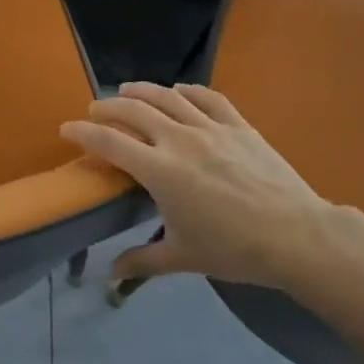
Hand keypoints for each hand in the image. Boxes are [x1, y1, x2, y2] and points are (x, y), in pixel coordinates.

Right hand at [60, 82, 362, 288]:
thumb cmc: (234, 250)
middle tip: (95, 109)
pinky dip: (188, 90)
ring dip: (142, 90)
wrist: (297, 237)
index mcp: (159, 170)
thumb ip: (143, 260)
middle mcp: (178, 139)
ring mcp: (210, 127)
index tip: (66, 128)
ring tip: (127, 90)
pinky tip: (179, 90)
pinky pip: (208, 97)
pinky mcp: (239, 125)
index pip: (109, 142)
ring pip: (168, 96)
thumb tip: (112, 273)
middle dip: (108, 106)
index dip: (83, 132)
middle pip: (133, 110)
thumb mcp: (184, 257)